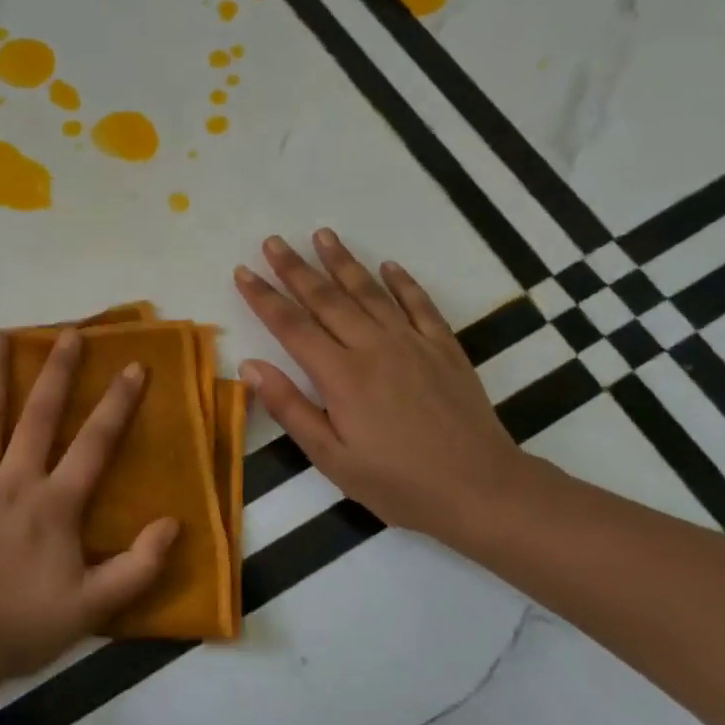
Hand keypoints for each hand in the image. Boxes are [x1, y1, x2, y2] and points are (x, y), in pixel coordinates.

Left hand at [0, 329, 178, 683]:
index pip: (95, 442)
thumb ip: (137, 567)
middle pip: (40, 414)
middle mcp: (15, 478)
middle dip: (58, 371)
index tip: (134, 366)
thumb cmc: (21, 626)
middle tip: (68, 333)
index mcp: (56, 503)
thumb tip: (175, 524)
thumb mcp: (92, 607)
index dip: (118, 403)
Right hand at [234, 230, 530, 539]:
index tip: (243, 271)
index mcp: (341, 376)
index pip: (291, 325)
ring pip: (370, 292)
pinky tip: (389, 265)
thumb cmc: (398, 483)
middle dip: (295, 268)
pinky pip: (420, 305)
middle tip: (274, 241)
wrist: (481, 489)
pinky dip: (403, 282)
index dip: (264, 297)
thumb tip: (249, 366)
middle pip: (326, 298)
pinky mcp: (444, 348)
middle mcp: (373, 347)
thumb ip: (289, 408)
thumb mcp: (332, 458)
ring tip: (322, 234)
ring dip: (343, 262)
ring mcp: (412, 343)